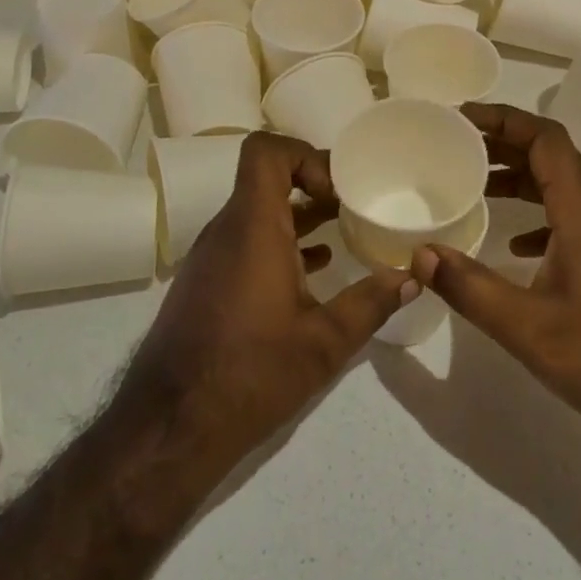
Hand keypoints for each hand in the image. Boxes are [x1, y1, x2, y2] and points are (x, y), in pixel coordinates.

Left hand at [119, 132, 415, 478]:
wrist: (168, 428)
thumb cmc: (249, 374)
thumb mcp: (324, 343)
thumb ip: (371, 303)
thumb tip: (411, 278)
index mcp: (252, 227)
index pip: (266, 151)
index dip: (304, 155)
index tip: (338, 191)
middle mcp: (226, 230)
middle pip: (266, 177)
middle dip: (313, 183)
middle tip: (354, 205)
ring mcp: (212, 256)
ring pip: (257, 211)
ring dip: (299, 214)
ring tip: (344, 231)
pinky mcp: (207, 281)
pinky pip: (246, 240)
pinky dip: (281, 240)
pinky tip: (314, 269)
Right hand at [411, 103, 580, 452]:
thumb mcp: (527, 327)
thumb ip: (469, 287)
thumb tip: (419, 255)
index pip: (546, 139)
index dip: (504, 119)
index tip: (462, 119)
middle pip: (551, 156)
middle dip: (504, 143)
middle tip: (456, 146)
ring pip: (559, 187)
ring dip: (518, 178)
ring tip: (473, 184)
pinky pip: (568, 219)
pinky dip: (535, 216)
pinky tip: (512, 245)